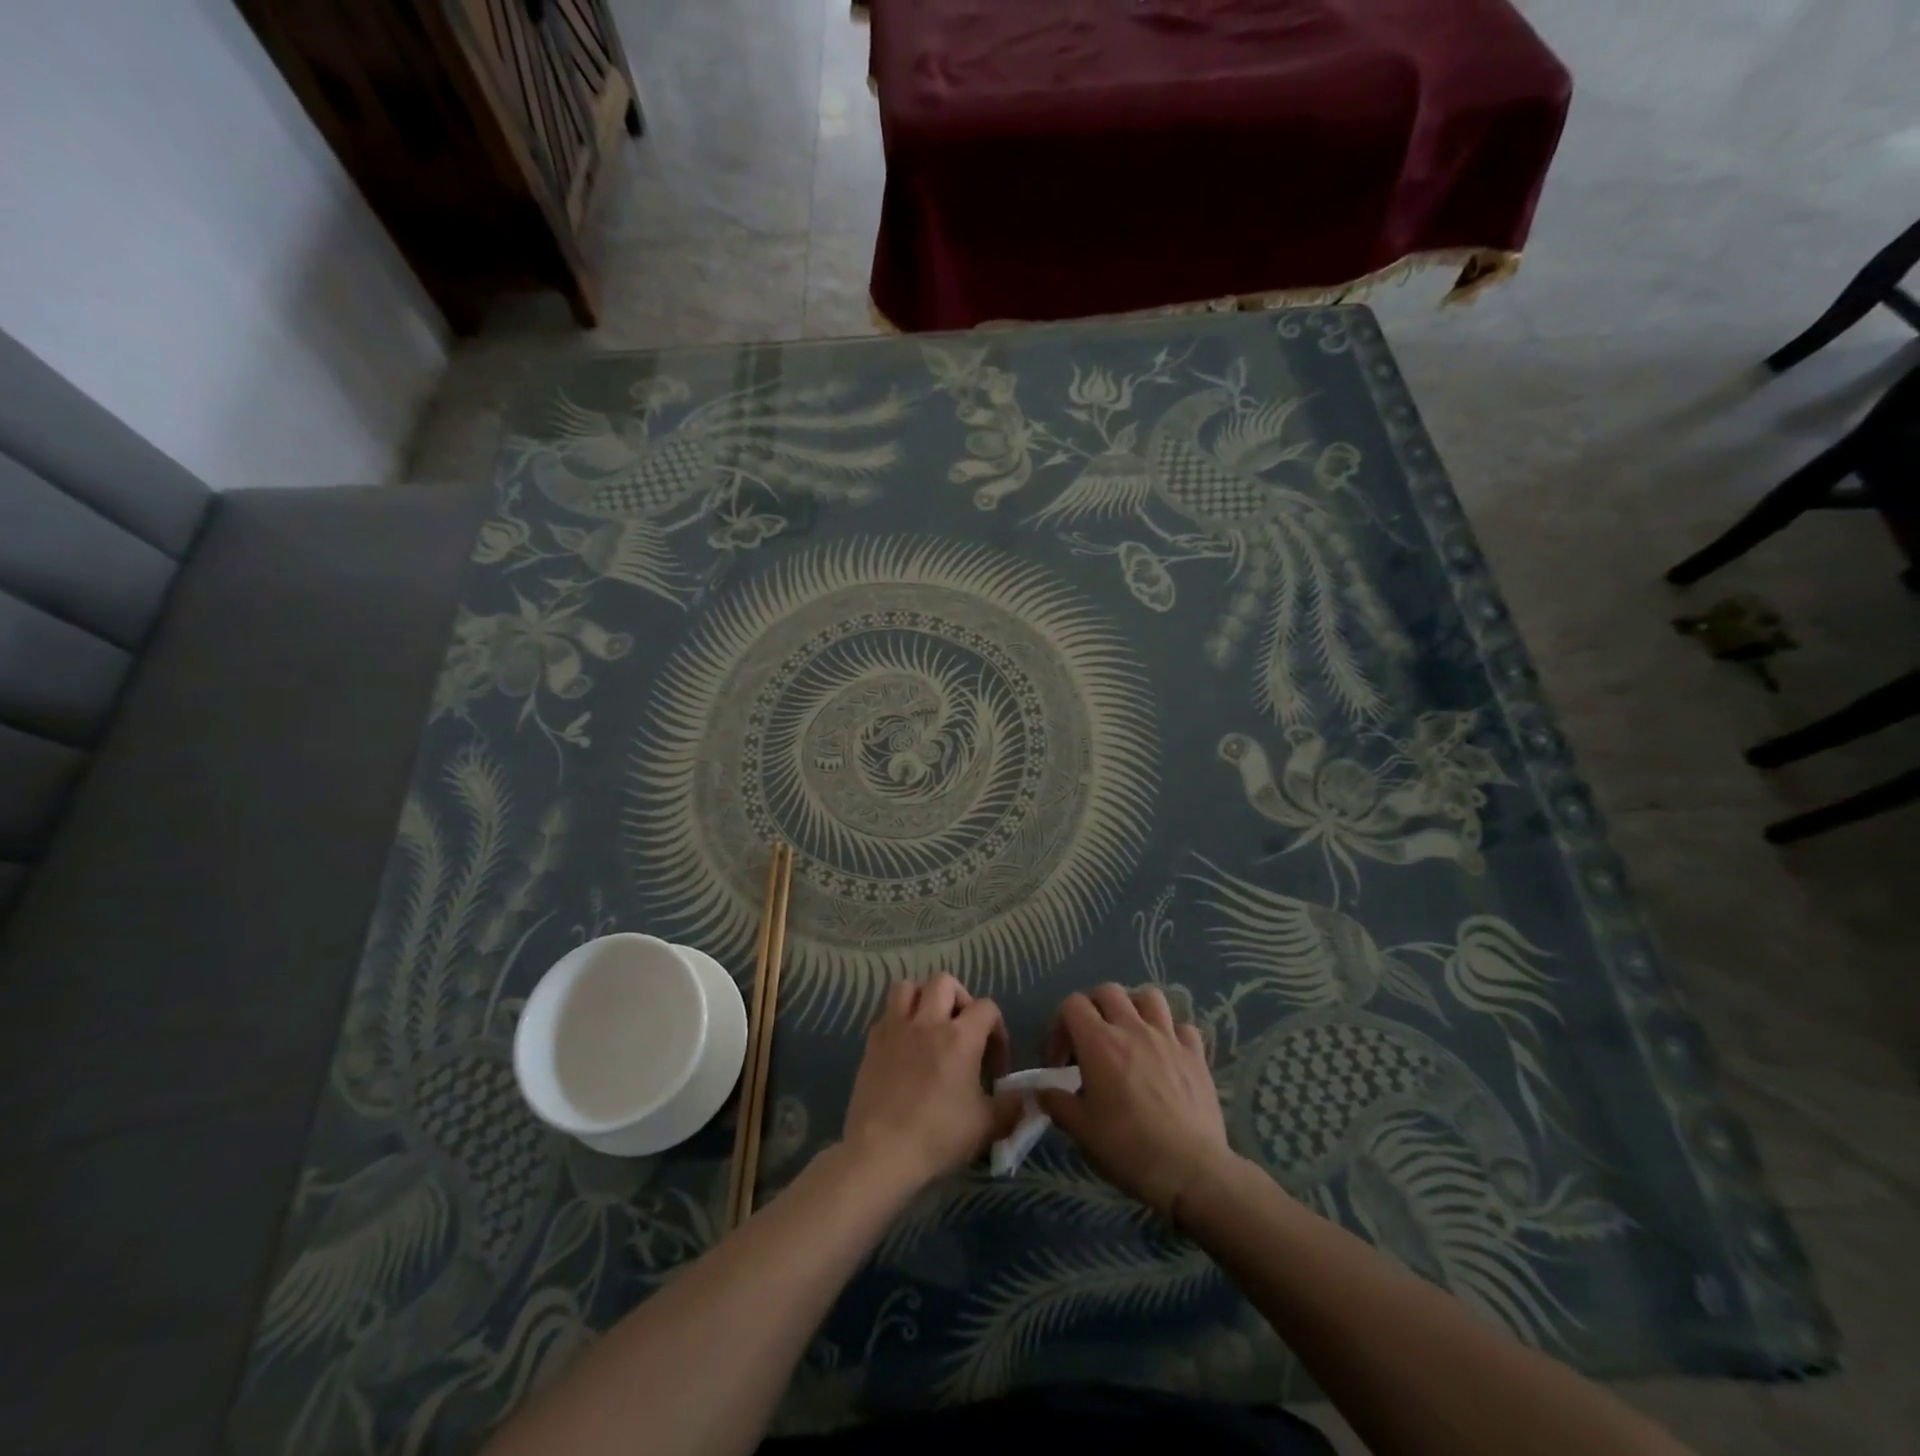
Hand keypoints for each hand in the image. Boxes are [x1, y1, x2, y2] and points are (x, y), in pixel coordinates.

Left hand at [840, 973, 1011, 1193]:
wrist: (881, 1152)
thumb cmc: (938, 1136)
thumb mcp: (987, 1127)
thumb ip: (1010, 1107)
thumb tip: (1023, 1098)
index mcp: (960, 1037)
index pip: (987, 1007)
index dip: (997, 1031)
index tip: (994, 1065)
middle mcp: (928, 1021)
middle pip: (944, 982)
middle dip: (958, 999)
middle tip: (962, 1029)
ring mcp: (895, 1029)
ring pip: (907, 987)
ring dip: (921, 998)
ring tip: (929, 1025)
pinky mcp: (872, 1043)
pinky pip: (885, 1015)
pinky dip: (896, 1022)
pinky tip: (903, 1047)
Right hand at [1038, 984, 1235, 1219]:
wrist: (1190, 1170)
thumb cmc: (1128, 1148)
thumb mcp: (1081, 1131)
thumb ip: (1058, 1104)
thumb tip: (1043, 1092)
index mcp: (1099, 1042)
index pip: (1072, 1004)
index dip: (1060, 1026)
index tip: (1061, 1062)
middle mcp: (1133, 1028)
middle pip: (1108, 991)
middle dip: (1093, 1009)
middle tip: (1091, 1041)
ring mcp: (1168, 1038)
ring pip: (1149, 997)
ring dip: (1134, 1008)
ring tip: (1129, 1034)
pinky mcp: (1196, 1055)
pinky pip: (1182, 1027)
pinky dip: (1171, 1033)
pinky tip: (1166, 1054)